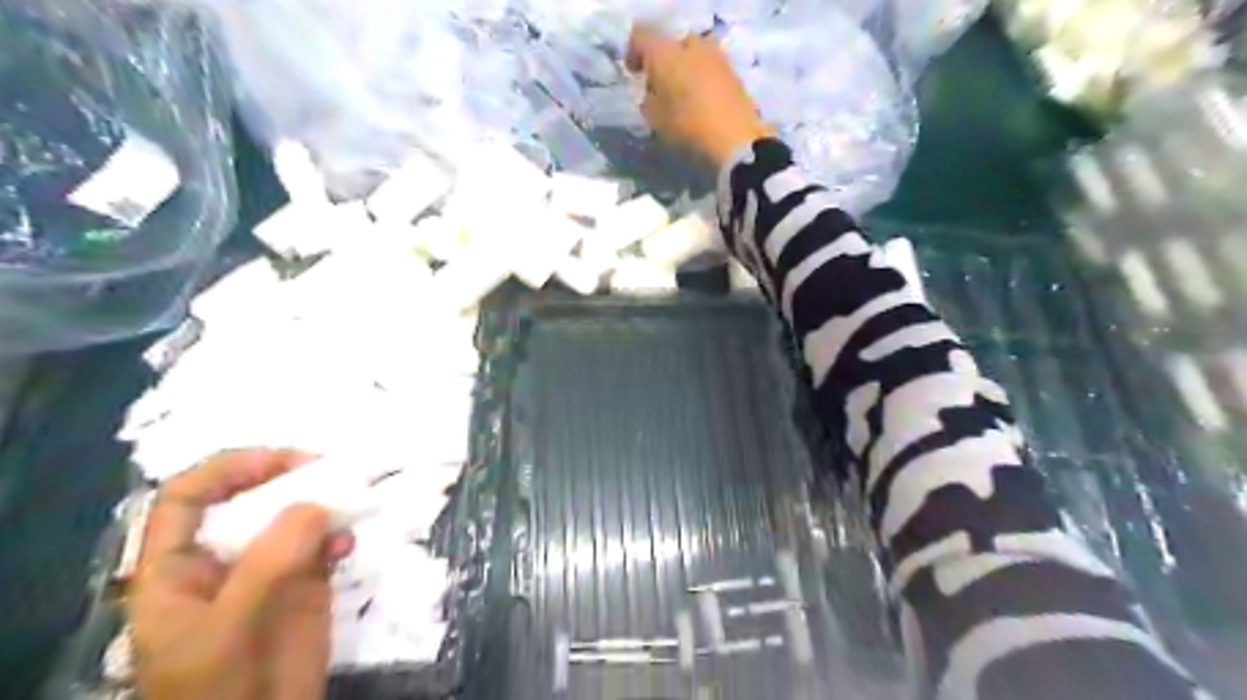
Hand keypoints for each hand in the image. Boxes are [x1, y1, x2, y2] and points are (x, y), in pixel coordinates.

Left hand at [127, 448, 351, 699]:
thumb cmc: (218, 689)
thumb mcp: (229, 627)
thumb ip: (267, 562)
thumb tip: (315, 503)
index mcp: (177, 569)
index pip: (187, 499)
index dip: (228, 469)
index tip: (282, 460)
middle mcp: (222, 560)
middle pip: (247, 499)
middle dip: (286, 479)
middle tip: (328, 471)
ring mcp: (266, 571)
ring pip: (291, 518)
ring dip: (321, 504)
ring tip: (348, 503)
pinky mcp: (304, 584)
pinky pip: (322, 544)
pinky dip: (338, 535)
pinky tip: (347, 544)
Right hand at [629, 25, 775, 166]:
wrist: (735, 141)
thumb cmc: (687, 128)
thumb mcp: (655, 120)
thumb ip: (648, 101)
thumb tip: (653, 93)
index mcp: (665, 53)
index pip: (641, 37)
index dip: (634, 53)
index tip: (634, 73)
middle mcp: (692, 46)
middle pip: (671, 45)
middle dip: (664, 63)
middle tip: (660, 88)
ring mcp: (717, 57)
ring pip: (694, 56)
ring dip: (685, 70)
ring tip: (683, 97)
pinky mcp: (734, 73)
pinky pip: (710, 69)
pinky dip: (702, 80)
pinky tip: (702, 103)